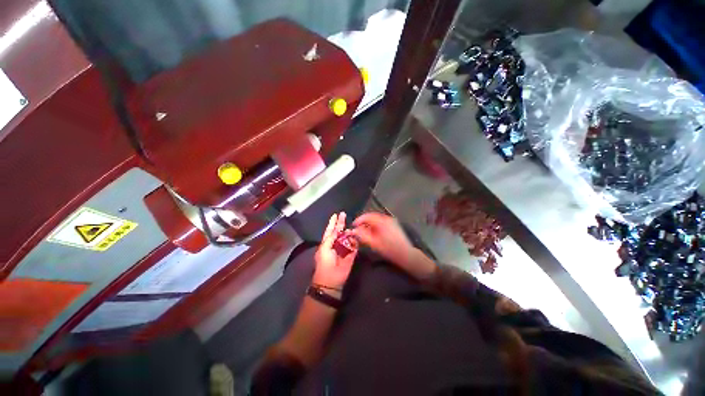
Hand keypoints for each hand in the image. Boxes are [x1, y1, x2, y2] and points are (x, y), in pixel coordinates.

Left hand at [312, 212, 357, 291]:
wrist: (331, 280)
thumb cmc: (325, 263)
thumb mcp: (324, 249)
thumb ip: (331, 238)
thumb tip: (337, 230)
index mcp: (327, 243)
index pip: (330, 230)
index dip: (332, 223)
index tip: (335, 215)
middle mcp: (336, 244)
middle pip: (339, 232)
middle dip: (341, 223)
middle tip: (343, 214)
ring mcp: (344, 249)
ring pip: (348, 238)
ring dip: (350, 232)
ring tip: (351, 228)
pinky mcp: (351, 255)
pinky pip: (355, 246)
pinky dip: (356, 241)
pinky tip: (357, 235)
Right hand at [351, 212, 435, 280]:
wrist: (406, 254)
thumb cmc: (389, 250)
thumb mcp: (374, 243)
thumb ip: (362, 235)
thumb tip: (353, 230)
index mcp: (382, 221)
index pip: (367, 216)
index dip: (359, 220)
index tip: (353, 225)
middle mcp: (387, 218)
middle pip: (372, 217)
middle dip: (364, 222)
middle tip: (357, 229)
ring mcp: (391, 221)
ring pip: (376, 219)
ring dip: (369, 224)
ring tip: (364, 232)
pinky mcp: (394, 225)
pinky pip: (381, 222)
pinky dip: (375, 226)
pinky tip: (373, 233)